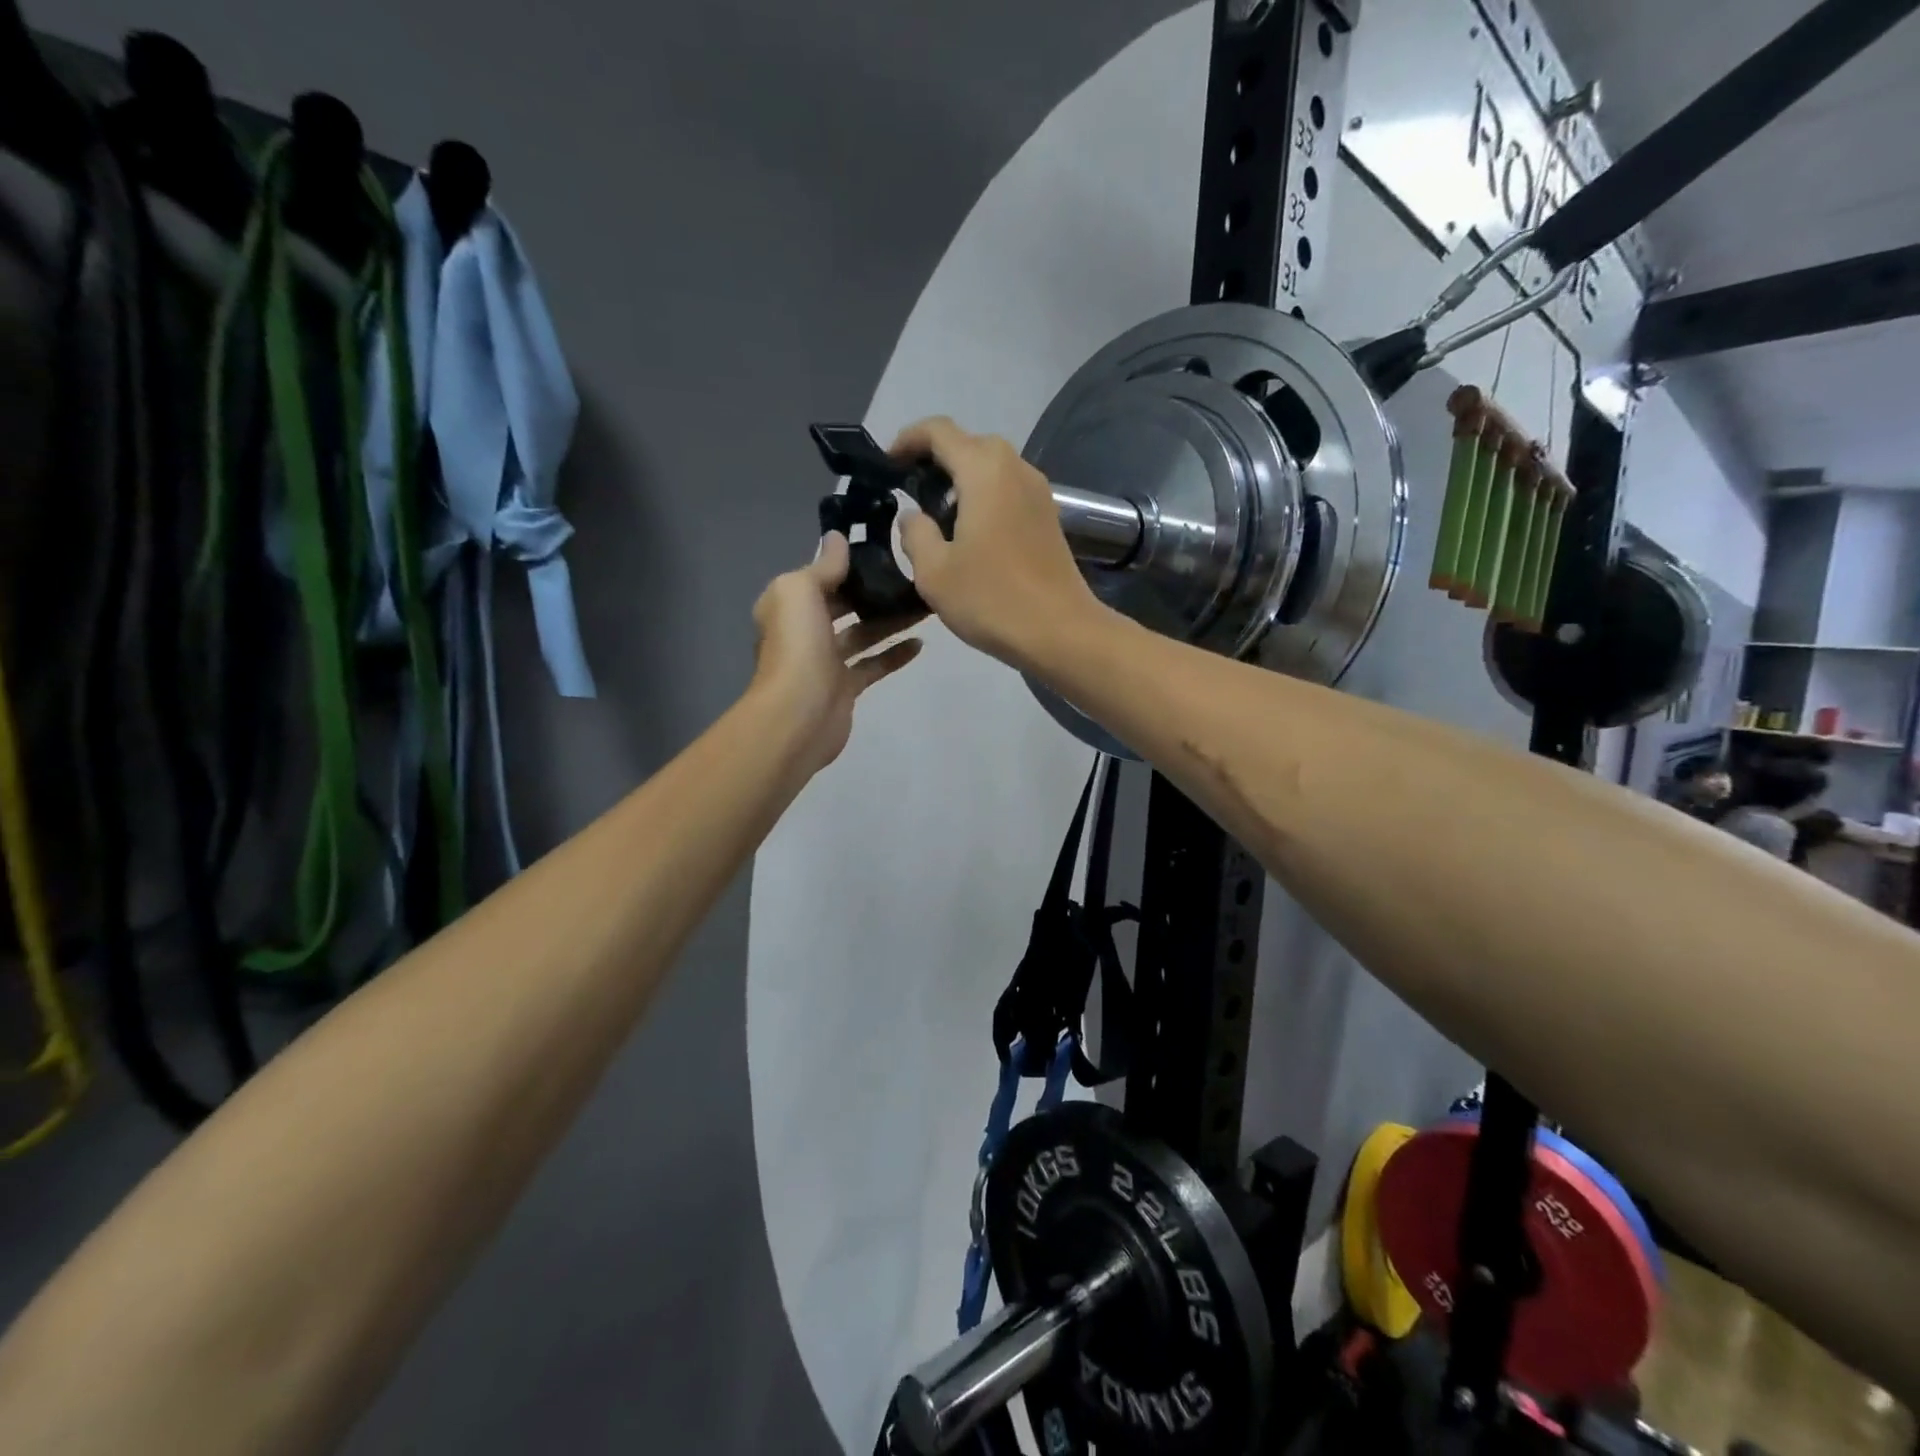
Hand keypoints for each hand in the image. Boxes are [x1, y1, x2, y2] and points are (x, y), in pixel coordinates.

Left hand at [750, 534, 923, 771]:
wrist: (798, 714)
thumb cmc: (797, 645)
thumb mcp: (801, 590)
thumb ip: (823, 565)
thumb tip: (837, 538)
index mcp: (786, 605)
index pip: (818, 577)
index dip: (845, 564)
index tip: (881, 549)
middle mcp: (803, 631)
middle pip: (842, 606)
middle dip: (872, 592)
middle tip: (909, 577)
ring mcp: (824, 662)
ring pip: (862, 634)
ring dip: (890, 620)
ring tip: (922, 605)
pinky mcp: (845, 688)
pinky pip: (873, 665)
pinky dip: (894, 654)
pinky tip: (920, 643)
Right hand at [892, 417, 1103, 669]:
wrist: (1060, 632)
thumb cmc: (992, 600)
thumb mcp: (934, 572)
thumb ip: (915, 534)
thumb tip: (913, 517)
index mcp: (983, 471)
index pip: (939, 431)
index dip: (908, 439)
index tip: (887, 463)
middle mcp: (1015, 468)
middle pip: (969, 444)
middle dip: (935, 459)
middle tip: (910, 491)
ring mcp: (1038, 492)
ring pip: (992, 468)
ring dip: (961, 480)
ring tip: (937, 515)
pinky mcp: (1049, 517)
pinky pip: (1008, 490)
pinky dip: (984, 497)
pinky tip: (970, 533)